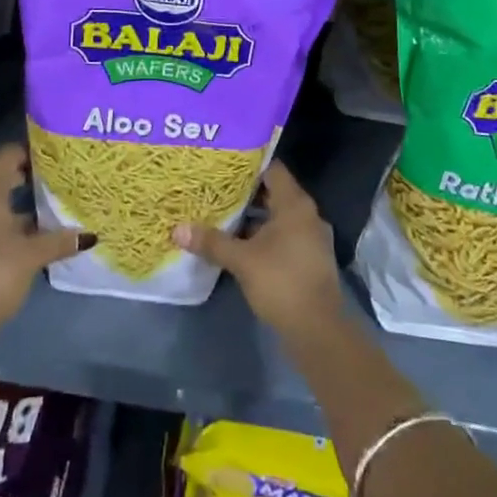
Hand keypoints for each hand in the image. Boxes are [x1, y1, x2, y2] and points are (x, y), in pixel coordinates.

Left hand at [0, 145, 88, 351]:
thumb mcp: (32, 256)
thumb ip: (60, 240)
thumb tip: (90, 235)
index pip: (8, 155)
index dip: (30, 153)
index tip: (54, 160)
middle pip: (0, 178)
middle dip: (27, 181)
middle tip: (56, 186)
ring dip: (15, 207)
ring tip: (45, 214)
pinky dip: (1, 225)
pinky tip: (23, 240)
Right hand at [173, 162, 344, 341]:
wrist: (318, 331)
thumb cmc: (281, 282)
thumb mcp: (242, 261)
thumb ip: (212, 242)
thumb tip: (177, 229)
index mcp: (295, 205)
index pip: (273, 170)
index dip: (249, 165)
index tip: (225, 164)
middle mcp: (307, 215)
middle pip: (274, 193)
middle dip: (246, 193)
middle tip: (217, 189)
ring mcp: (311, 239)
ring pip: (278, 218)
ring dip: (254, 218)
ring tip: (224, 215)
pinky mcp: (309, 260)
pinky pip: (284, 237)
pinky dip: (264, 236)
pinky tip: (241, 244)